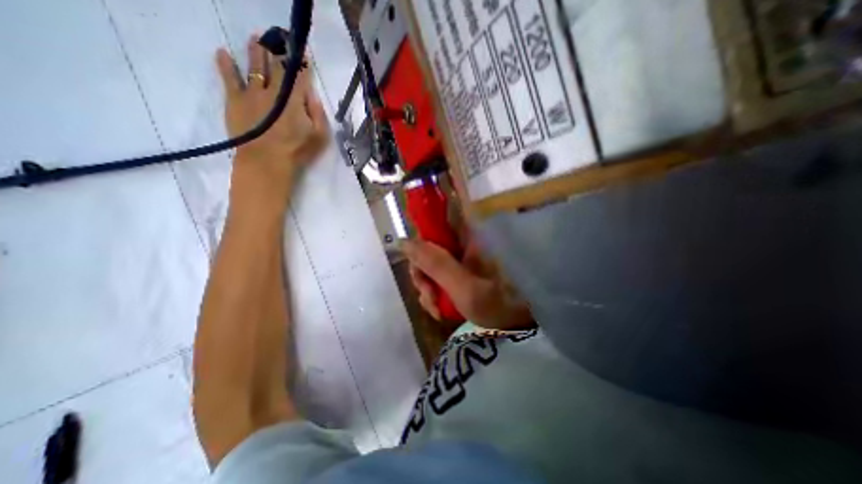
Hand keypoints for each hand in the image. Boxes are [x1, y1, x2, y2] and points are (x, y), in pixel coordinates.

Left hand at [219, 35, 330, 192]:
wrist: (266, 162)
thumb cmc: (297, 151)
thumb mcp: (319, 136)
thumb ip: (318, 114)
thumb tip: (311, 95)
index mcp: (294, 99)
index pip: (299, 74)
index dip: (300, 61)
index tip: (301, 49)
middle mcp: (273, 90)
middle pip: (276, 65)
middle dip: (278, 49)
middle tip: (278, 35)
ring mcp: (252, 93)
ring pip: (254, 66)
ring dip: (255, 50)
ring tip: (256, 37)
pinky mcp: (234, 100)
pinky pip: (229, 77)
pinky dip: (225, 64)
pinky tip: (222, 52)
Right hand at [403, 239, 535, 332]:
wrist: (523, 323)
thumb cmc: (502, 304)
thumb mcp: (465, 287)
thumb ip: (434, 264)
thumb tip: (403, 242)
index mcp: (469, 235)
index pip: (435, 219)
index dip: (419, 238)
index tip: (416, 263)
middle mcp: (463, 242)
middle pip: (428, 246)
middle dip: (422, 273)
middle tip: (429, 296)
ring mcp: (462, 257)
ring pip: (431, 263)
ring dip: (427, 286)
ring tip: (436, 308)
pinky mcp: (461, 270)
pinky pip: (439, 275)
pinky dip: (435, 292)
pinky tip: (440, 308)